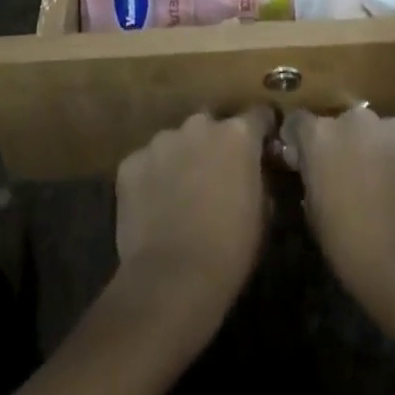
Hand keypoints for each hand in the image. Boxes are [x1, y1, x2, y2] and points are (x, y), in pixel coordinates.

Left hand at [114, 109, 274, 343]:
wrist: (172, 279)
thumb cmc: (230, 249)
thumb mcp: (263, 213)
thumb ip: (260, 179)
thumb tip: (256, 171)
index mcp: (238, 134)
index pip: (258, 115)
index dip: (261, 131)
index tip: (262, 148)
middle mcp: (199, 125)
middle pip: (211, 123)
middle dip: (214, 143)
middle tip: (214, 175)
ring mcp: (161, 141)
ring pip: (176, 142)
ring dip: (181, 159)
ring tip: (178, 194)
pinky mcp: (130, 162)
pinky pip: (146, 163)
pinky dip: (151, 178)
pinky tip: (152, 208)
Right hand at [283, 107, 394, 348]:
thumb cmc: (354, 250)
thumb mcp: (315, 217)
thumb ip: (312, 181)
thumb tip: (314, 171)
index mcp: (321, 136)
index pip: (300, 122)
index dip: (301, 141)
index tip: (305, 160)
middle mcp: (357, 120)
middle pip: (346, 125)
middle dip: (347, 146)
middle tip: (354, 179)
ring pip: (383, 133)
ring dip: (382, 152)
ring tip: (391, 188)